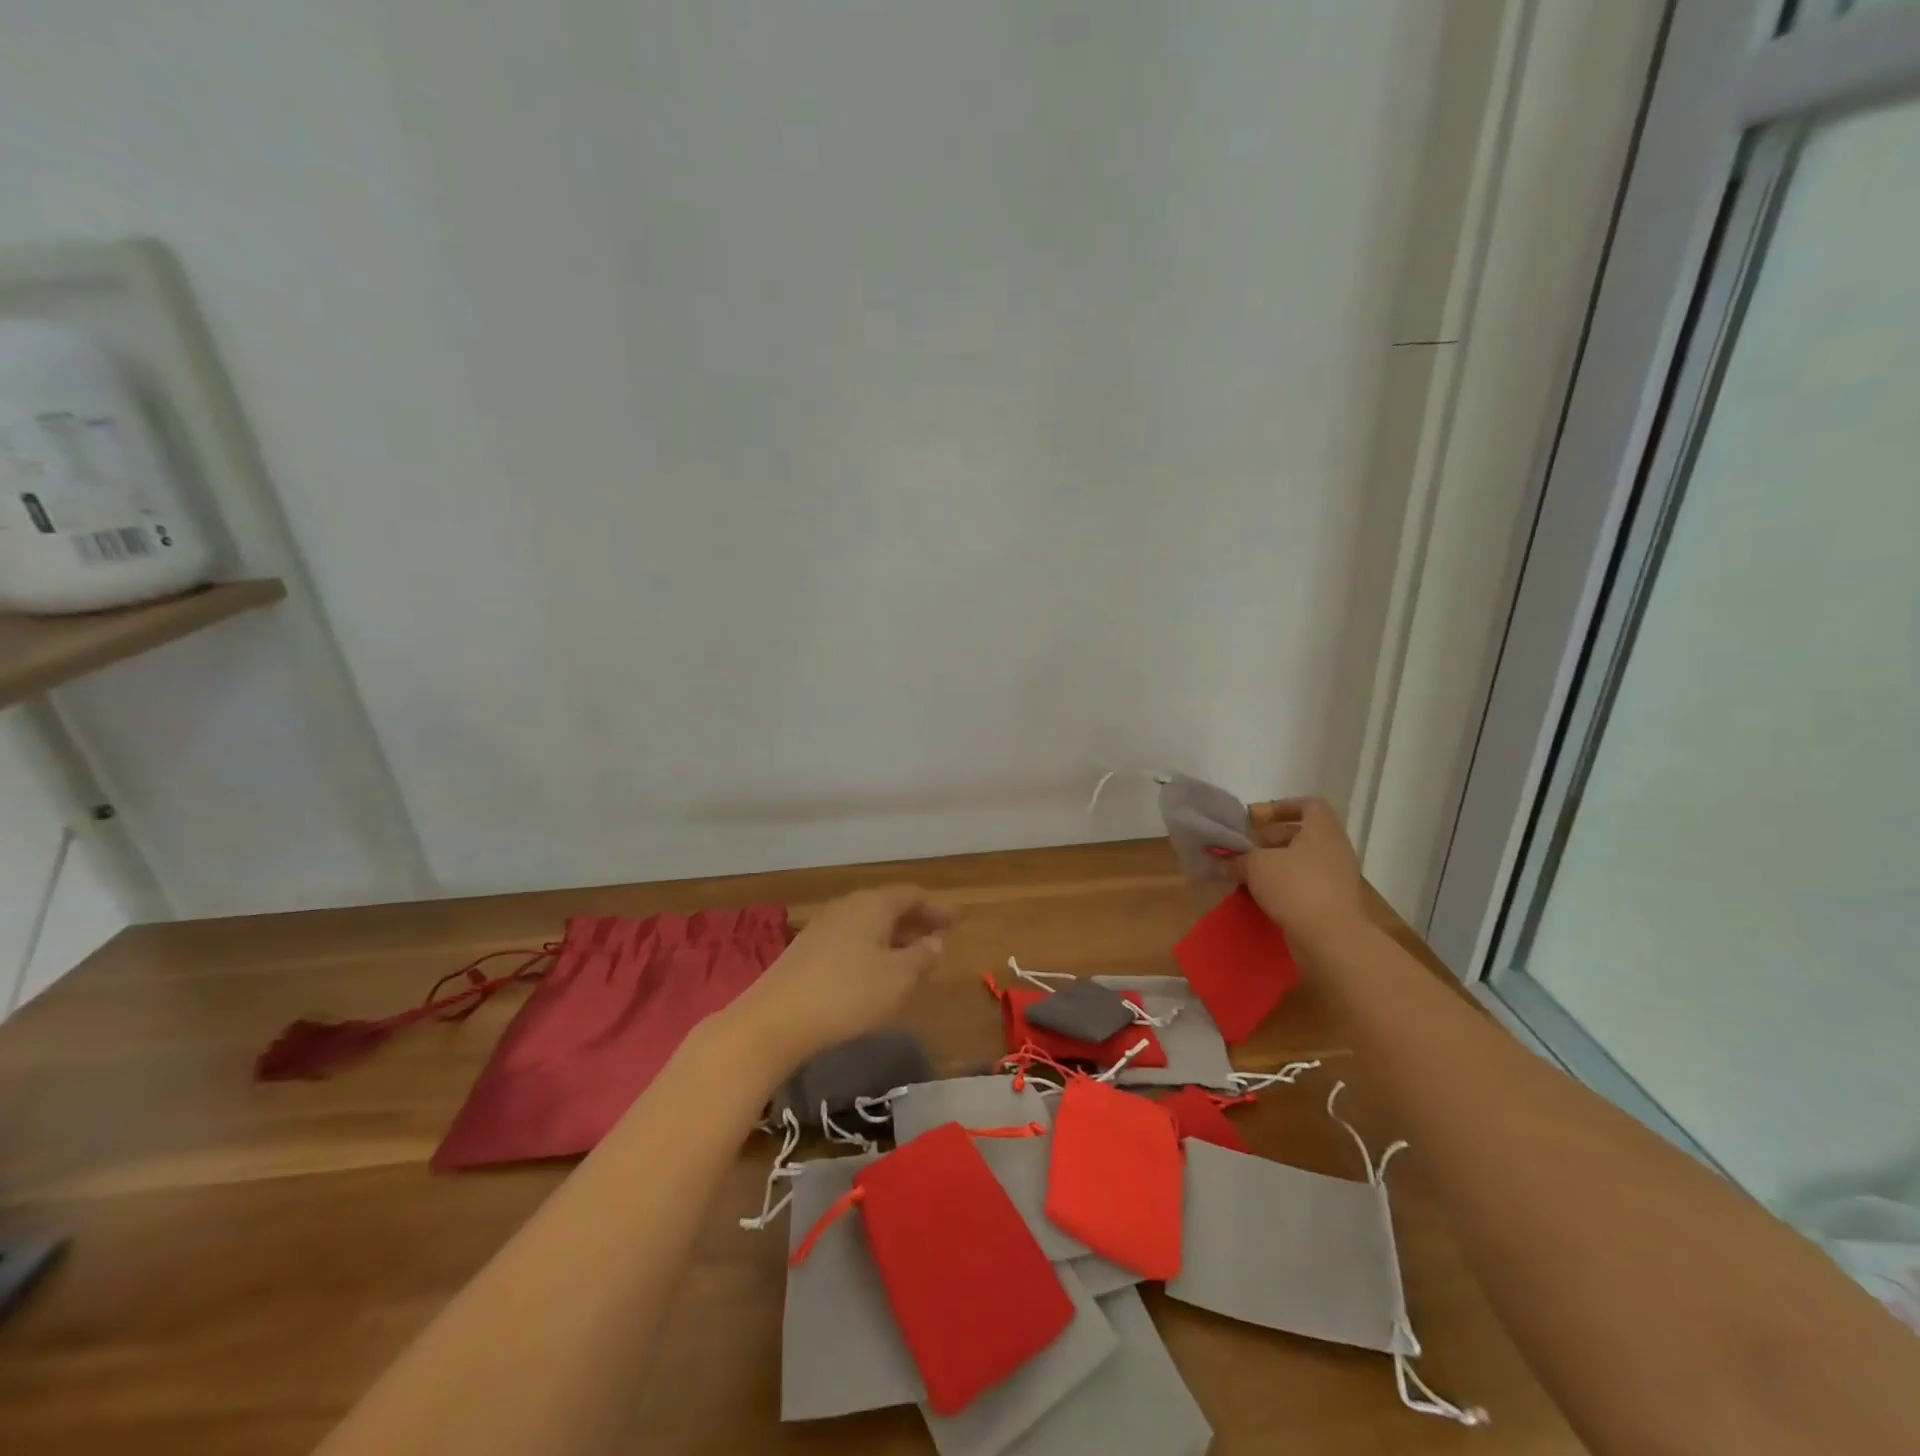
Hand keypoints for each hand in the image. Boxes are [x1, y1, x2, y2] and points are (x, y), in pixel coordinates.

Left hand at [729, 885, 953, 1072]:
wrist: (775, 1020)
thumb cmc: (848, 993)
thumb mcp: (897, 978)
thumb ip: (921, 958)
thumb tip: (935, 942)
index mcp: (872, 904)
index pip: (910, 895)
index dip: (935, 908)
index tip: (956, 920)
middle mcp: (847, 907)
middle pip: (887, 906)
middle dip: (915, 920)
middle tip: (939, 935)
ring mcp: (822, 928)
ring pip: (868, 924)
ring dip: (893, 936)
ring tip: (912, 956)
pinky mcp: (806, 952)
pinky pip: (851, 940)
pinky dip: (872, 948)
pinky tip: (876, 971)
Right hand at [1223, 797, 1365, 946]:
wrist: (1331, 938)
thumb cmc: (1295, 886)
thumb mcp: (1256, 865)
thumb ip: (1237, 859)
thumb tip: (1222, 862)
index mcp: (1322, 830)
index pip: (1309, 805)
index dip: (1281, 807)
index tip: (1257, 819)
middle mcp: (1334, 849)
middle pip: (1301, 834)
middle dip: (1270, 839)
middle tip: (1244, 848)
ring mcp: (1336, 877)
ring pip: (1301, 861)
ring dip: (1274, 864)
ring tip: (1247, 873)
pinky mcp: (1332, 902)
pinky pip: (1304, 884)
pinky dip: (1283, 885)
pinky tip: (1261, 895)